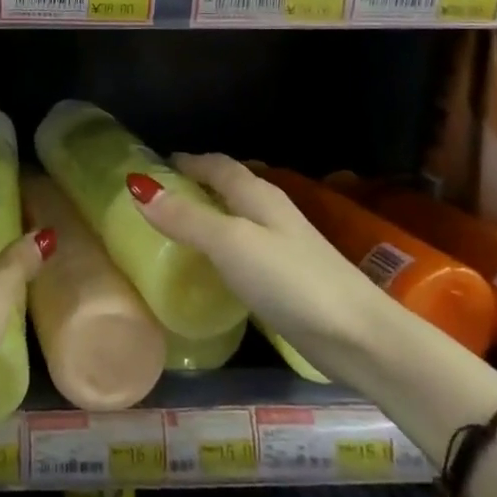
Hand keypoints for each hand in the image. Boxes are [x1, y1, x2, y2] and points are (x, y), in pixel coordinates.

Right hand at [128, 154, 376, 356]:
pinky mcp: (288, 278)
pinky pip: (245, 248)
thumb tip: (138, 187)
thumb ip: (186, 218)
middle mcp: (271, 212)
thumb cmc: (290, 280)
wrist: (358, 335)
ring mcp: (283, 245)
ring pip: (238, 216)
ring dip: (211, 214)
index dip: (188, 161)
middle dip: (198, 184)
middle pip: (230, 186)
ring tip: (178, 227)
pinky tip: (213, 266)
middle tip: (161, 195)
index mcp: (257, 195)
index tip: (156, 163)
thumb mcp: (230, 243)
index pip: (217, 165)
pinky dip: (223, 246)